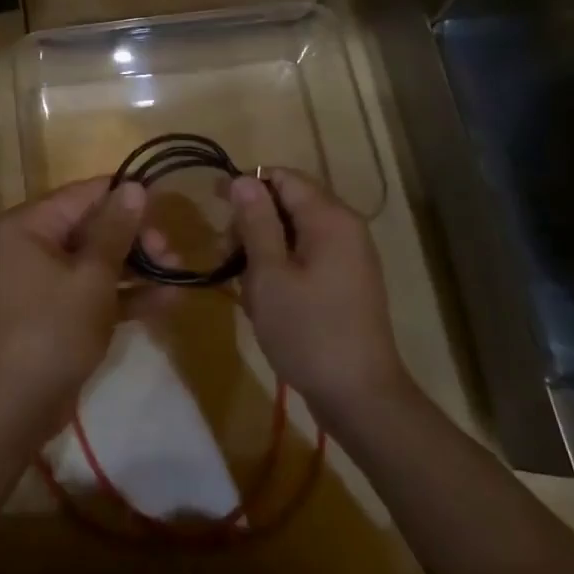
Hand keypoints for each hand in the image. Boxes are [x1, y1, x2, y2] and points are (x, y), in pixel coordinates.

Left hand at [0, 177, 156, 433]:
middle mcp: (31, 245)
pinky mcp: (56, 312)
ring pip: (96, 261)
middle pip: (92, 227)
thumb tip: (135, 186)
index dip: (126, 197)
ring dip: (137, 267)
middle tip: (172, 253)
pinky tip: (168, 301)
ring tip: (180, 273)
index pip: (84, 195)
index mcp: (28, 225)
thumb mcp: (92, 276)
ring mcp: (43, 280)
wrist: (16, 408)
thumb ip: (116, 229)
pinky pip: (92, 291)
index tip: (165, 206)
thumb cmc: (53, 329)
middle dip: (136, 239)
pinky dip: (125, 295)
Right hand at [230, 168, 407, 416]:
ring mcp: (350, 255)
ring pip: (295, 231)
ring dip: (263, 246)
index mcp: (329, 218)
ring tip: (241, 282)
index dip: (246, 185)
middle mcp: (345, 227)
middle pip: (290, 202)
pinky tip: (263, 295)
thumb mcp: (269, 274)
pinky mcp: (347, 281)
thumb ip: (256, 222)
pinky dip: (281, 264)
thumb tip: (243, 179)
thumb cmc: (308, 331)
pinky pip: (308, 255)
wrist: (360, 396)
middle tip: (223, 254)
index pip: (283, 177)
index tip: (213, 206)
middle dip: (252, 220)